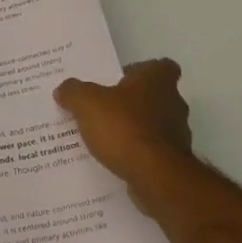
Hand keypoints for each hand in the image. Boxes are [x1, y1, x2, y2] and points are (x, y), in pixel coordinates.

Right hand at [53, 59, 196, 213]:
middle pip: (156, 96)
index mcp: (158, 80)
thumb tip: (63, 89)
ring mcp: (178, 134)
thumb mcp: (87, 103)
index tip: (122, 80)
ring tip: (107, 138)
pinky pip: (153, 151)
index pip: (162, 66)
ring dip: (136, 129)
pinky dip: (139, 153)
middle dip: (134, 102)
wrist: (155, 176)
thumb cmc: (124, 127)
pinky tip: (117, 160)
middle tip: (105, 109)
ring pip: (155, 125)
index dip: (143, 71)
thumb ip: (73, 92)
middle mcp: (174, 103)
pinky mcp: (174, 161)